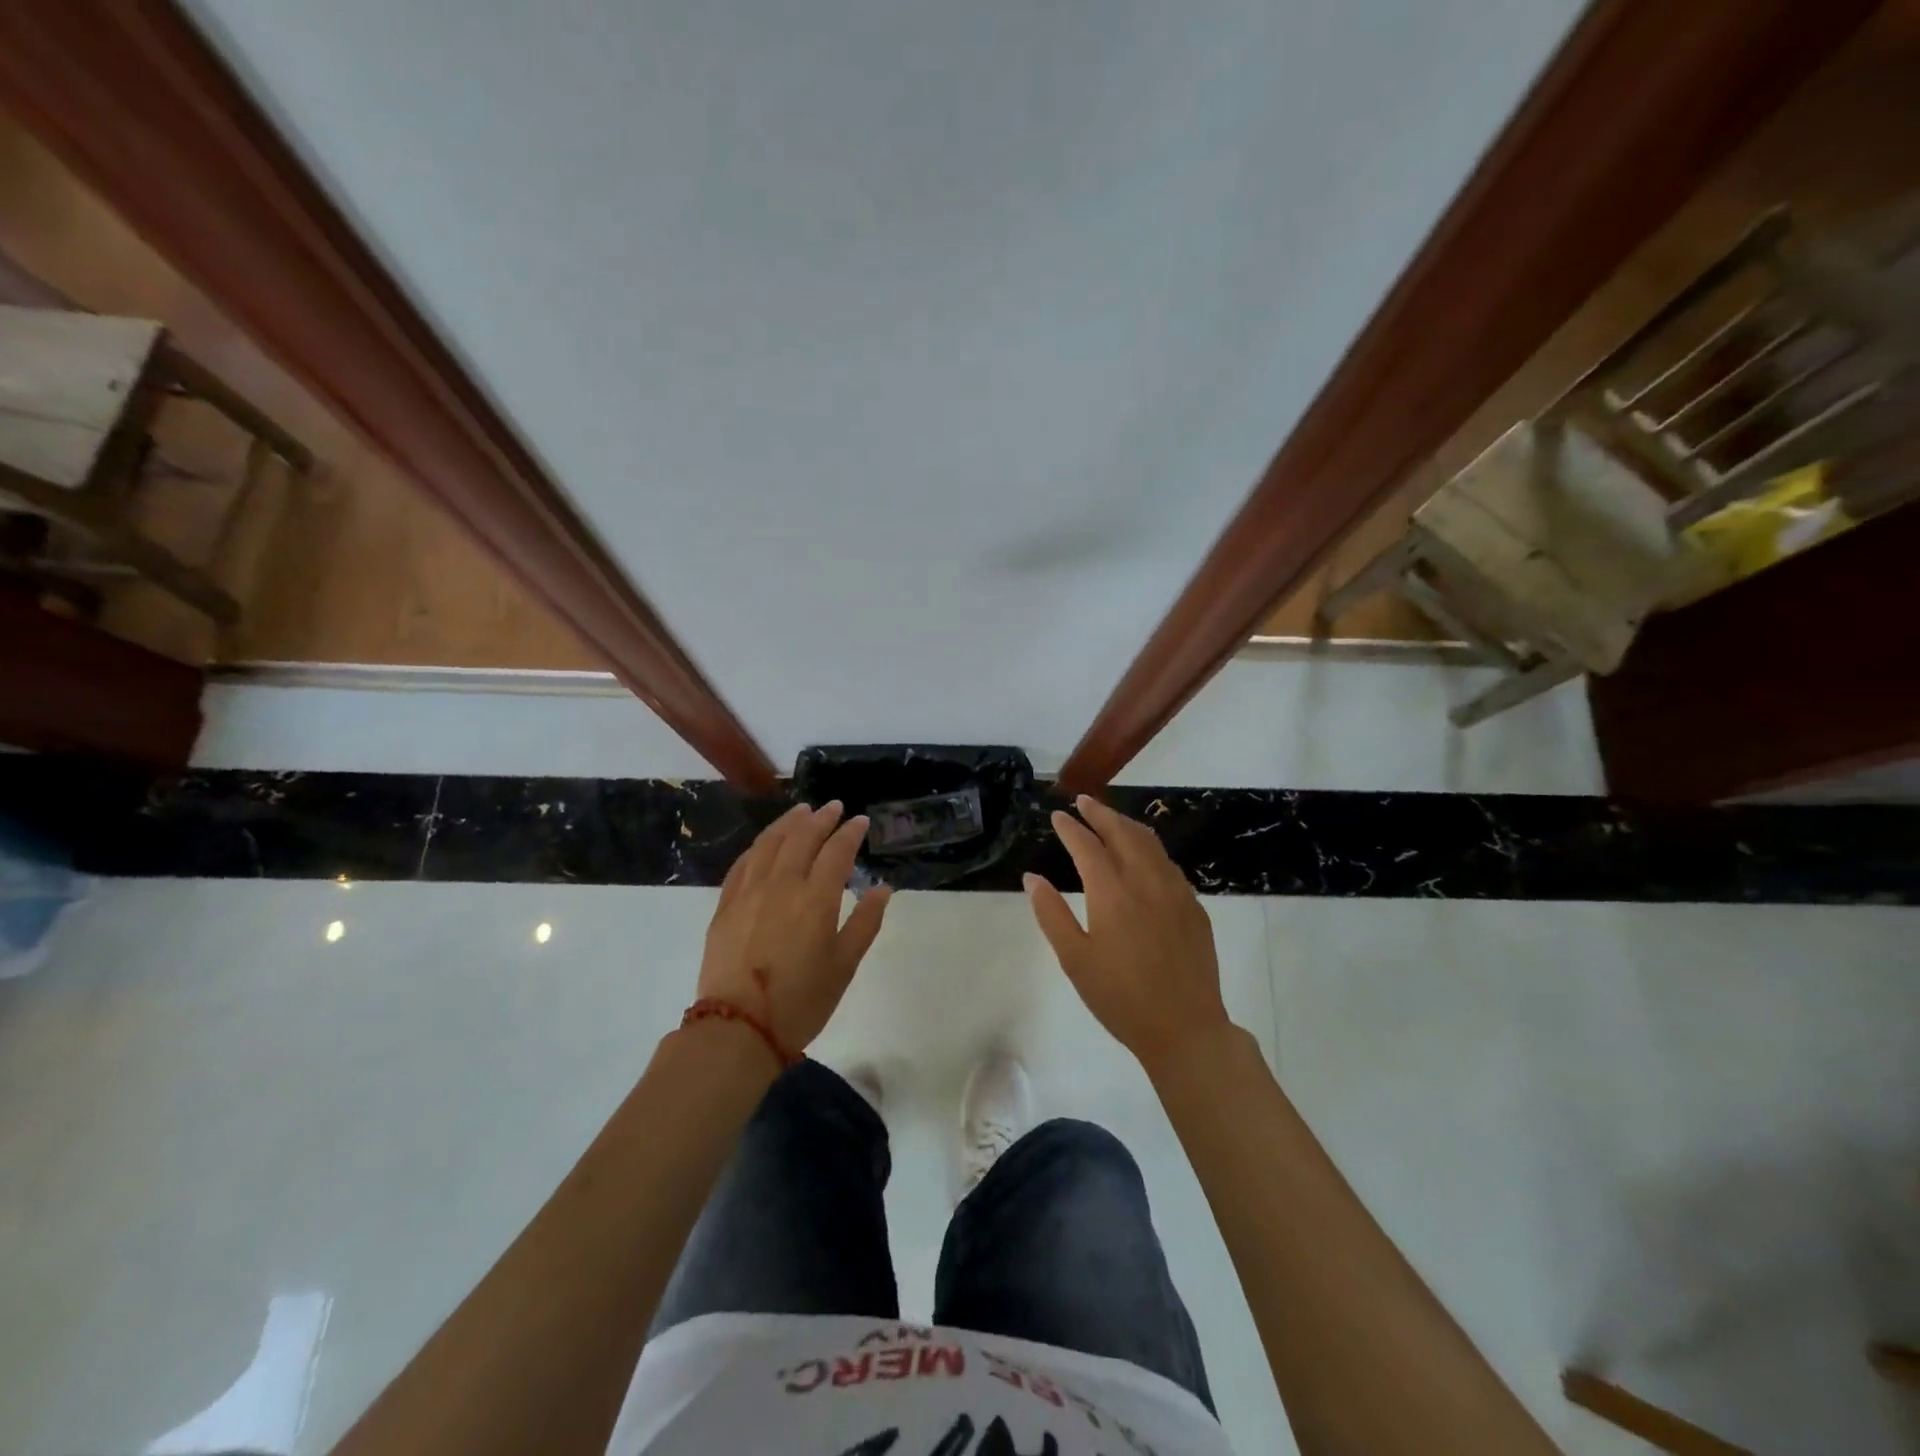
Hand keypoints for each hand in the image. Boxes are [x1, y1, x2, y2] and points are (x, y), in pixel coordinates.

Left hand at [697, 802, 891, 1054]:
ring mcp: (749, 892)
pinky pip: (743, 862)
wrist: (738, 1029)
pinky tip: (765, 843)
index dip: (850, 833)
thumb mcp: (845, 965)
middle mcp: (782, 885)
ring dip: (788, 822)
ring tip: (801, 811)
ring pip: (769, 843)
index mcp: (815, 899)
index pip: (836, 851)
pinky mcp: (725, 905)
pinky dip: (759, 846)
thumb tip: (882, 888)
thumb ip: (865, 922)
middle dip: (821, 818)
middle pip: (802, 837)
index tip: (860, 821)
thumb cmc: (802, 1001)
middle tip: (833, 807)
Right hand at [1024, 795, 1231, 1074]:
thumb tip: (1032, 878)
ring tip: (1110, 819)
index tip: (1057, 816)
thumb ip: (1051, 914)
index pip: (1087, 846)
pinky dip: (1149, 847)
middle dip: (1100, 813)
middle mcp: (1146, 881)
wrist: (1186, 1028)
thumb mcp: (1075, 960)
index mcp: (1112, 893)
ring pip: (1150, 843)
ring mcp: (1175, 891)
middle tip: (1083, 801)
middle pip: (1122, 832)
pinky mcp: (1194, 906)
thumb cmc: (1121, 998)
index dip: (1070, 828)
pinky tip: (1143, 855)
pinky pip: (1168, 862)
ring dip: (1127, 825)